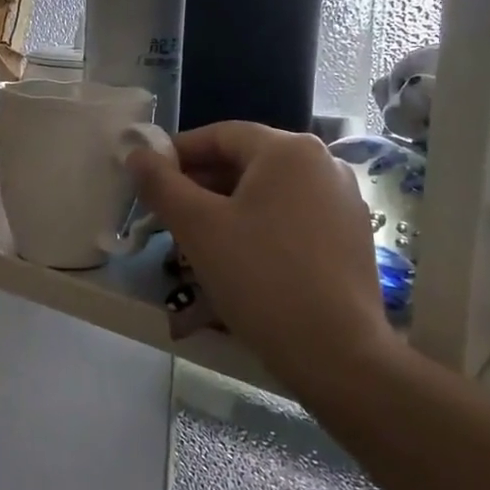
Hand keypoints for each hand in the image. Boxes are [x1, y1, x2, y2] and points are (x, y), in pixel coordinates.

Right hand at [128, 123, 393, 388]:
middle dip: (201, 184)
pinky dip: (260, 225)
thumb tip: (137, 154)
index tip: (149, 178)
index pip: (221, 135)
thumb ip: (162, 184)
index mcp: (289, 150)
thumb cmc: (261, 279)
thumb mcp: (198, 228)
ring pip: (269, 191)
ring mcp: (343, 199)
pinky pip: (293, 215)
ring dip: (228, 207)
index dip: (178, 153)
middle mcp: (323, 163)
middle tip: (167, 215)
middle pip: (247, 162)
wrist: (336, 354)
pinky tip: (240, 258)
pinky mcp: (352, 234)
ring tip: (197, 240)